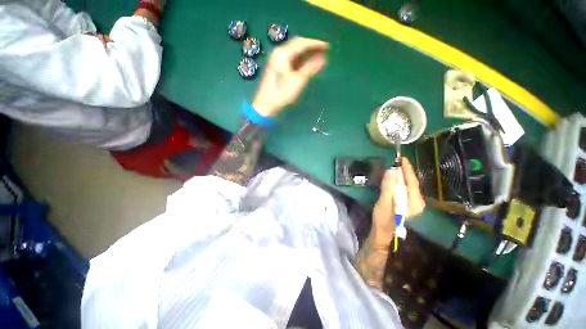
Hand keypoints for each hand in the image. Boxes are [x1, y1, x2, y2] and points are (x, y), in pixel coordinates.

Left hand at [252, 37, 328, 116]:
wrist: (265, 105)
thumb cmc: (281, 93)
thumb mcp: (298, 81)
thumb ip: (310, 68)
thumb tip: (323, 58)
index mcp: (282, 53)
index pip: (302, 43)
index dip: (316, 43)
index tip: (327, 46)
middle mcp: (279, 53)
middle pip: (298, 45)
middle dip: (311, 47)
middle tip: (324, 51)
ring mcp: (277, 61)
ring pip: (295, 53)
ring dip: (307, 54)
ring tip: (318, 58)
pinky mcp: (278, 68)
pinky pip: (291, 60)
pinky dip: (301, 61)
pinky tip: (307, 65)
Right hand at [372, 158, 424, 237]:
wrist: (382, 231)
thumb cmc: (383, 219)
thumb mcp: (385, 202)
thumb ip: (389, 187)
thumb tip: (391, 170)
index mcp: (415, 202)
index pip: (412, 181)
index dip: (407, 169)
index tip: (401, 158)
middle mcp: (417, 201)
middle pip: (411, 182)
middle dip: (404, 171)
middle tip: (395, 160)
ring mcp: (412, 202)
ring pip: (407, 184)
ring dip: (401, 175)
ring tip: (394, 166)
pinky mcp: (406, 202)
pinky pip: (403, 188)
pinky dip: (398, 181)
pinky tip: (393, 177)